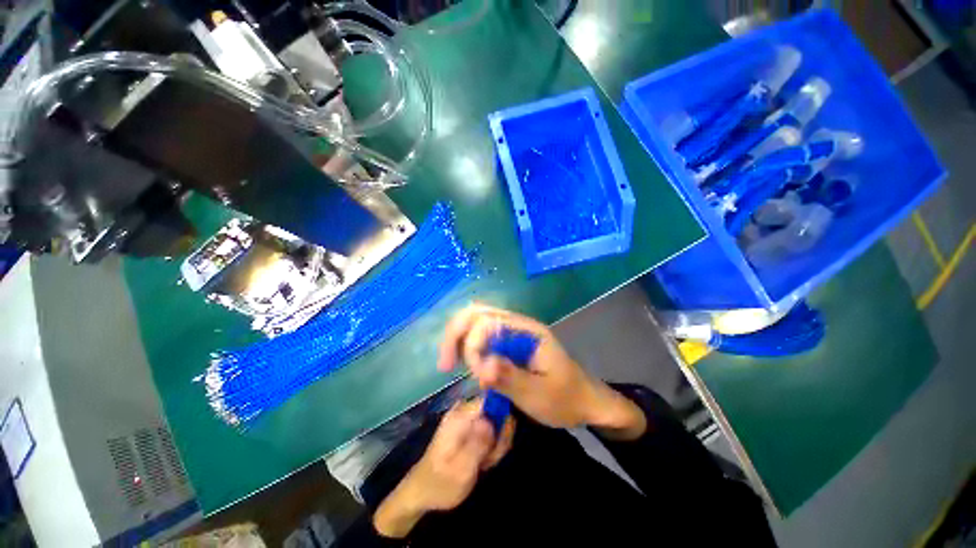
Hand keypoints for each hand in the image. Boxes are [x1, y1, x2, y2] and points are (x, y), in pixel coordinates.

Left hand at [373, 399, 514, 537]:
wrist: (422, 492)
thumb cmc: (440, 484)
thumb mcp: (461, 470)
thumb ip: (478, 444)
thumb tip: (492, 421)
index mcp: (461, 416)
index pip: (491, 398)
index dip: (502, 415)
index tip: (500, 440)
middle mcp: (465, 411)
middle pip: (497, 409)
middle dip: (500, 434)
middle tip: (491, 458)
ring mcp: (468, 418)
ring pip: (497, 421)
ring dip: (497, 443)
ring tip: (486, 462)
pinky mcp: (470, 428)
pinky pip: (491, 430)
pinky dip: (492, 445)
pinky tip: (484, 461)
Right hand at [437, 304, 645, 438]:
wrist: (585, 400)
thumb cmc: (566, 399)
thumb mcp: (539, 395)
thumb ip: (510, 378)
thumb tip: (482, 365)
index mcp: (527, 331)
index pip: (488, 322)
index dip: (473, 345)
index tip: (476, 376)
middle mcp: (517, 324)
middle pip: (477, 313)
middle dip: (456, 334)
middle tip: (445, 364)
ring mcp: (512, 332)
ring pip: (476, 321)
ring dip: (459, 338)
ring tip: (450, 364)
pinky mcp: (509, 342)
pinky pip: (481, 335)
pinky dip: (467, 345)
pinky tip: (463, 363)